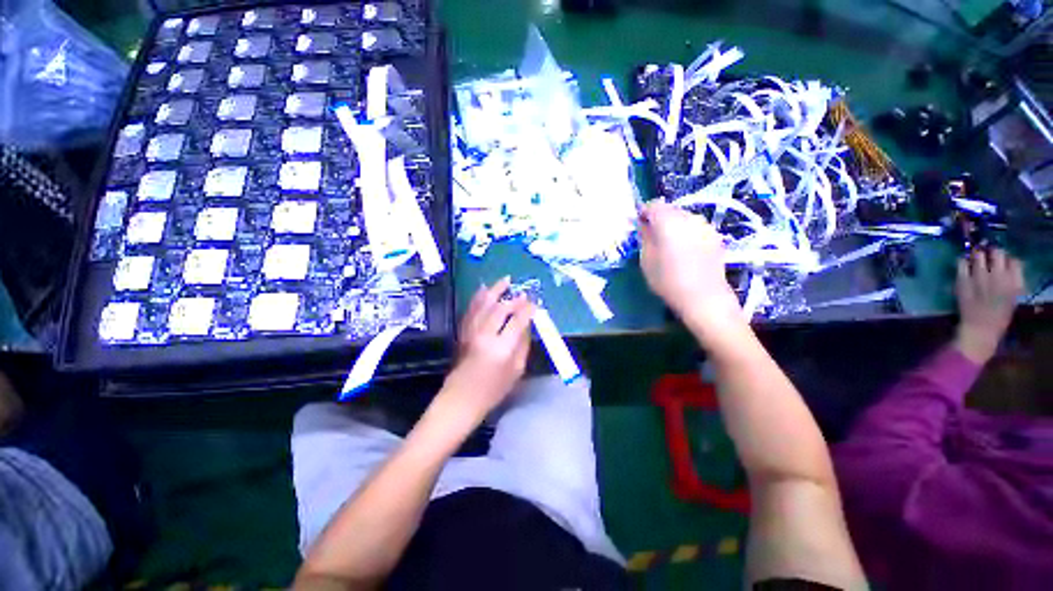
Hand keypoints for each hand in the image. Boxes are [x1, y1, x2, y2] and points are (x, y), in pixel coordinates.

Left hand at [439, 278, 534, 421]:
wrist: (462, 397)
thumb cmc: (493, 389)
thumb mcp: (516, 370)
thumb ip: (523, 345)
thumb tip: (527, 324)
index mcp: (501, 348)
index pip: (517, 321)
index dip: (527, 309)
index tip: (534, 302)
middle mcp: (485, 336)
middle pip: (500, 309)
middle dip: (513, 298)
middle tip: (522, 292)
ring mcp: (471, 332)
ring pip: (484, 305)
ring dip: (495, 291)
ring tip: (505, 280)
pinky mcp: (463, 332)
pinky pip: (471, 309)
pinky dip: (478, 297)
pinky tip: (483, 289)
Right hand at [638, 201, 741, 333]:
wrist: (703, 297)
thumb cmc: (667, 279)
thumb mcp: (646, 260)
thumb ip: (645, 237)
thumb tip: (645, 225)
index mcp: (668, 221)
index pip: (653, 205)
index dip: (644, 213)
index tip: (638, 225)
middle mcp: (688, 217)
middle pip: (670, 209)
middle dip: (659, 218)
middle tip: (652, 236)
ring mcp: (705, 226)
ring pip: (684, 218)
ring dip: (674, 225)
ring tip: (669, 244)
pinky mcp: (715, 236)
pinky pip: (695, 228)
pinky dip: (687, 233)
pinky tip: (685, 250)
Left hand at [953, 248, 1023, 363]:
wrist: (980, 328)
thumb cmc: (999, 316)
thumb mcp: (1013, 297)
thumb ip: (1013, 280)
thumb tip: (1009, 265)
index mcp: (1013, 281)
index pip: (1014, 260)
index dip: (1007, 259)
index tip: (1002, 262)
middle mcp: (998, 275)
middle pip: (996, 252)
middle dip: (992, 252)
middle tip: (987, 257)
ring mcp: (979, 276)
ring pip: (978, 254)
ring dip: (977, 255)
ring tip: (975, 260)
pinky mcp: (963, 280)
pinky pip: (961, 263)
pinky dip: (963, 261)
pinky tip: (964, 266)